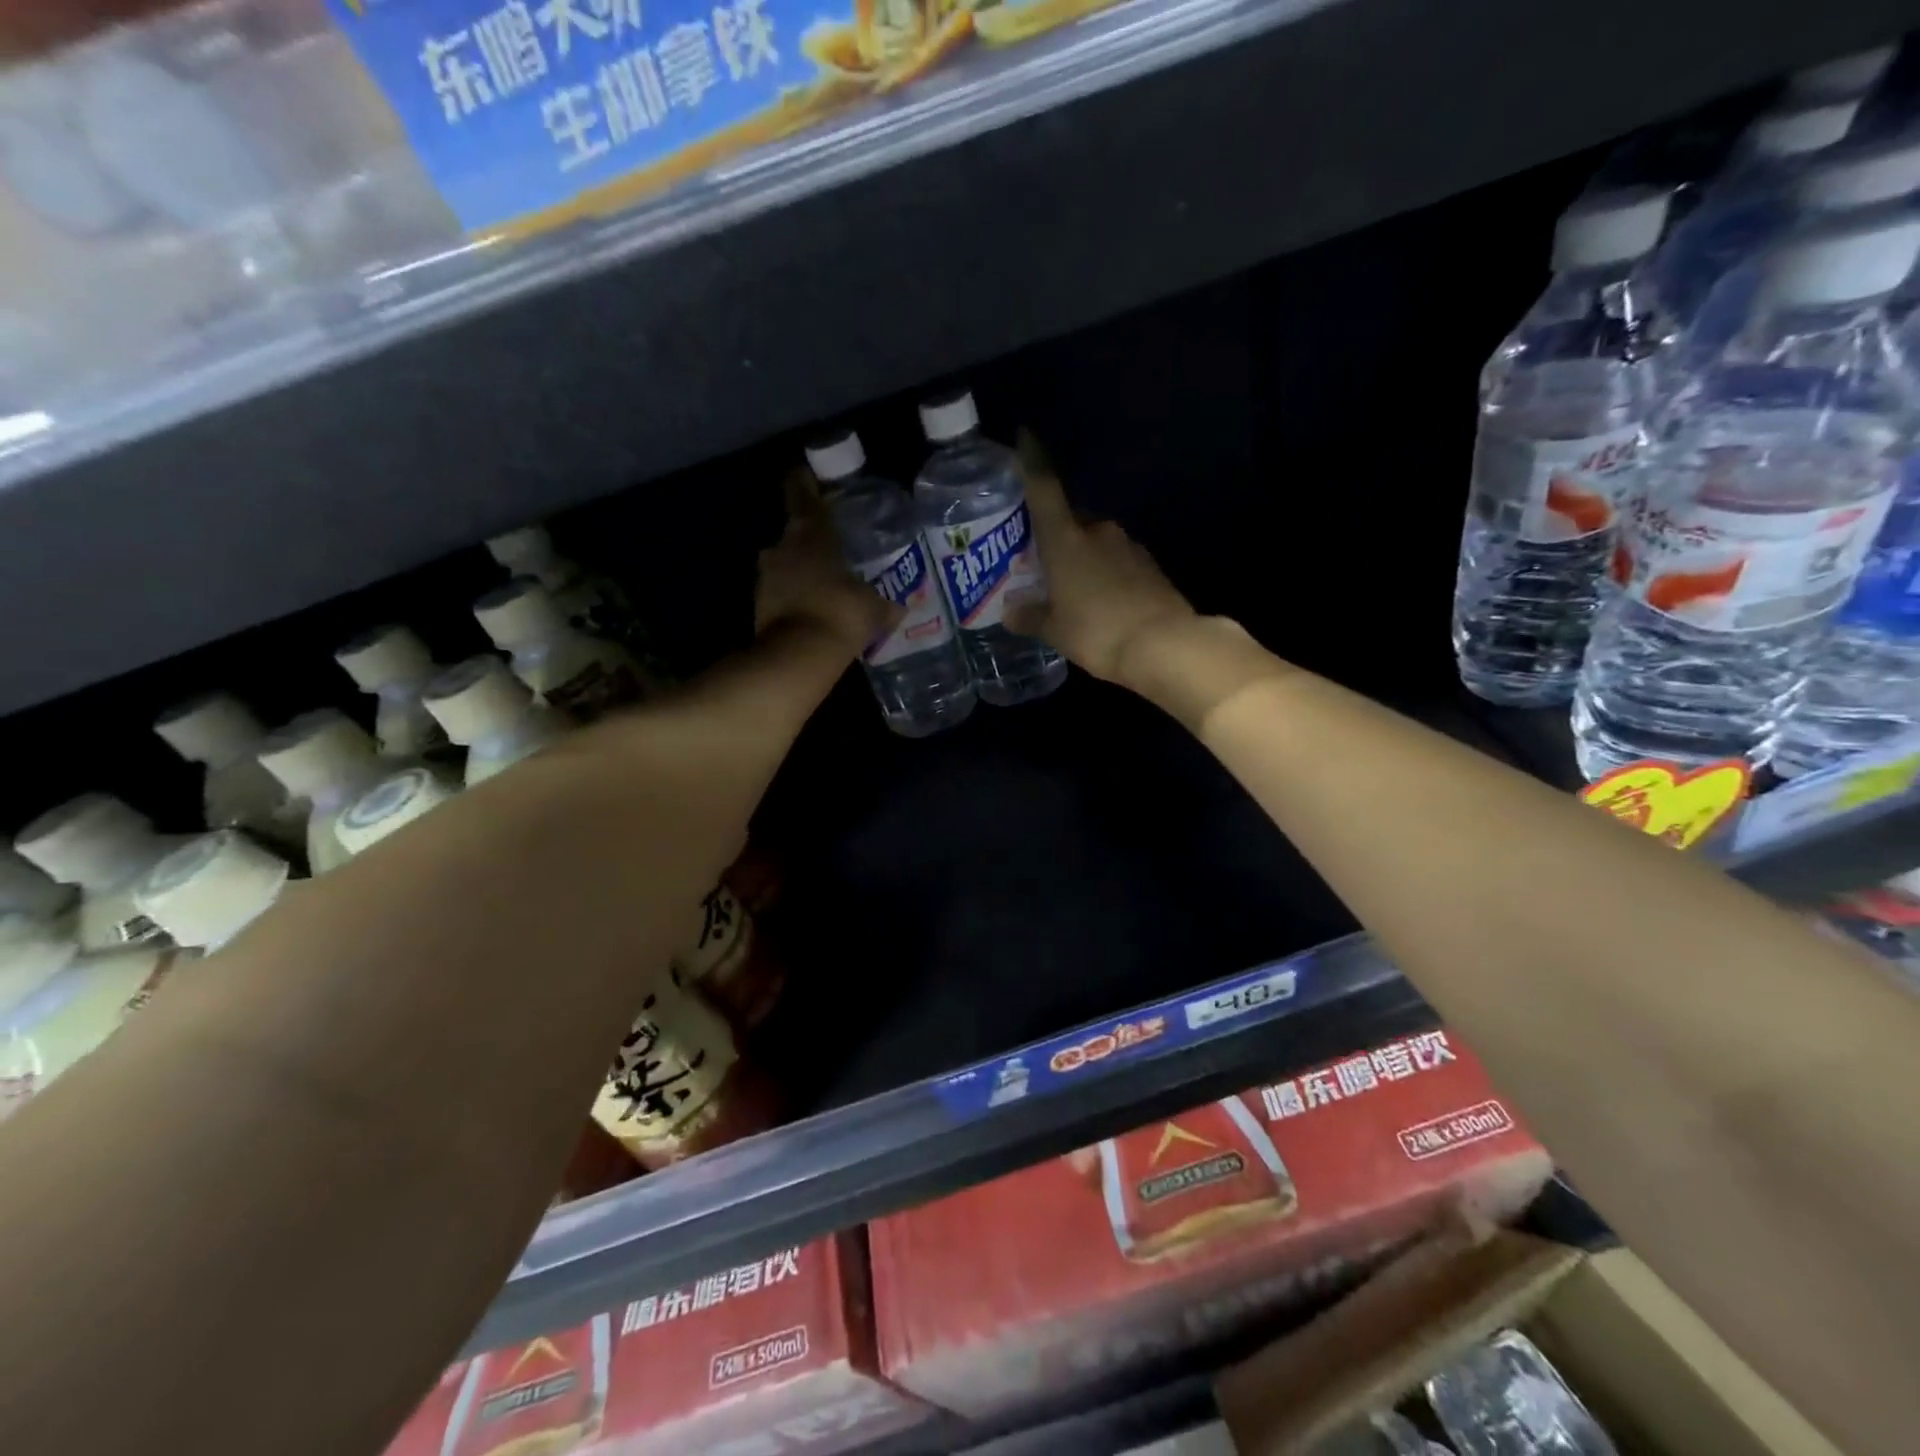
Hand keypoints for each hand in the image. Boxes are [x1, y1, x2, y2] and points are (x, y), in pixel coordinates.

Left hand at [755, 471, 899, 653]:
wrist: (798, 655)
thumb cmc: (841, 613)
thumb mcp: (874, 608)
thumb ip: (886, 602)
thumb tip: (901, 605)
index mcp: (811, 533)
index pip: (802, 494)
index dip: (804, 482)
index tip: (806, 474)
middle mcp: (782, 546)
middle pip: (795, 531)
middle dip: (811, 536)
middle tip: (833, 544)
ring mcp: (766, 576)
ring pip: (785, 562)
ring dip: (801, 568)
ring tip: (825, 579)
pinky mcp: (759, 604)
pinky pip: (781, 590)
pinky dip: (795, 594)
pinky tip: (813, 606)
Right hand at [1006, 432, 1196, 685]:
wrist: (1164, 645)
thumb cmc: (1097, 632)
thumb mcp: (1055, 630)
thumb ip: (1030, 617)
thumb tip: (1010, 612)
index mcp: (1066, 539)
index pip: (1044, 489)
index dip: (1033, 461)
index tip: (1026, 436)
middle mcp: (1097, 532)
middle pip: (1069, 519)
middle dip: (1054, 533)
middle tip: (1037, 557)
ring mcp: (1128, 546)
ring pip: (1094, 541)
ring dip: (1081, 556)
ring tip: (1068, 585)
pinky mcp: (1149, 566)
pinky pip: (1116, 560)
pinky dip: (1104, 572)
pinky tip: (1099, 599)